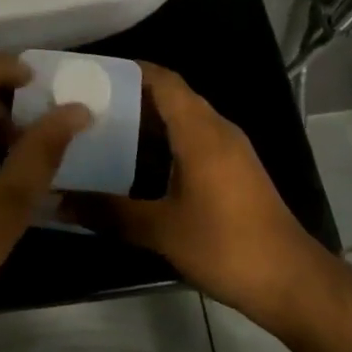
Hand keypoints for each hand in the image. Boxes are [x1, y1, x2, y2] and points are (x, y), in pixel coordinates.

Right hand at [62, 64, 318, 327]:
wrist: (291, 281)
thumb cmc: (226, 245)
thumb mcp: (161, 231)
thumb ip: (109, 212)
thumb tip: (59, 201)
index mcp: (200, 131)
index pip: (163, 80)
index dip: (129, 70)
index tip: (92, 75)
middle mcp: (217, 130)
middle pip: (171, 96)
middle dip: (131, 96)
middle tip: (88, 105)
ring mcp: (230, 150)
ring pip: (183, 119)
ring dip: (148, 121)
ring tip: (105, 131)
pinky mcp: (235, 170)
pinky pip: (194, 139)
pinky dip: (165, 142)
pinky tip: (138, 165)